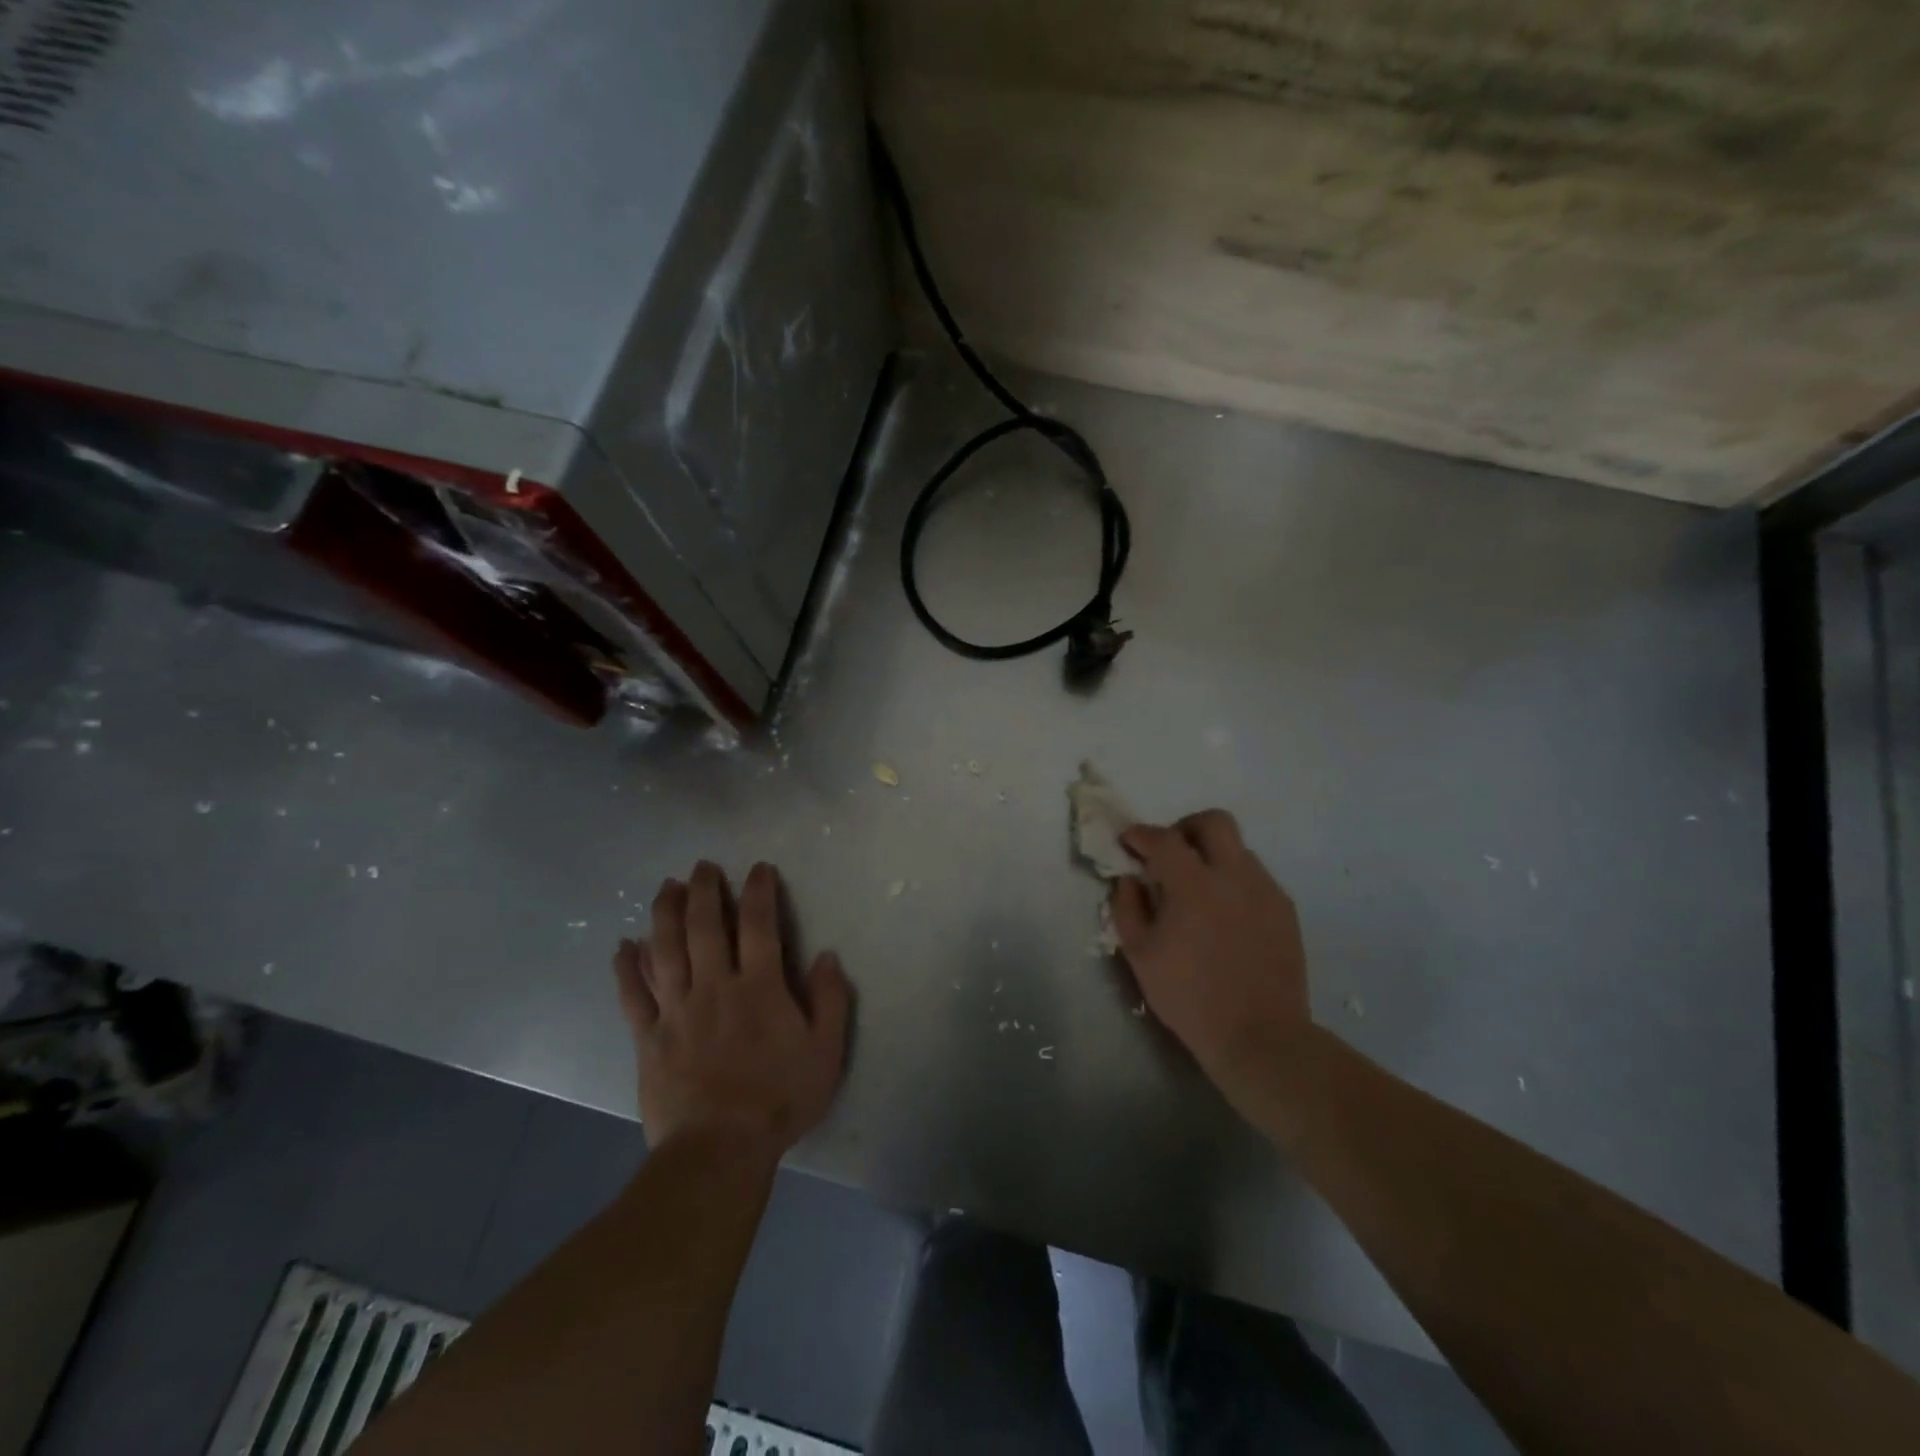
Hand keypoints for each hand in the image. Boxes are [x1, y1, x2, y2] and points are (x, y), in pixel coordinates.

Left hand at [614, 861, 851, 1162]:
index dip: (759, 891)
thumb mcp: (826, 1051)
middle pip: (705, 926)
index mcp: (760, 986)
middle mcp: (716, 986)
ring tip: (667, 886)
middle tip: (703, 866)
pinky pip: (633, 995)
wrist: (719, 1149)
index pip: (759, 924)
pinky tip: (623, 946)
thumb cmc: (779, 1098)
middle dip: (705, 890)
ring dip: (665, 913)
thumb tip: (825, 955)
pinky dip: (626, 968)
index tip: (758, 868)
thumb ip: (830, 999)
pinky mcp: (649, 1037)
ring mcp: (677, 1010)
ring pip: (666, 949)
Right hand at [1109, 811, 1316, 1119]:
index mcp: (1193, 884)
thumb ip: (1128, 909)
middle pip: (1213, 822)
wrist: (1260, 1036)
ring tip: (1198, 890)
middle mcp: (1234, 875)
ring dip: (1212, 856)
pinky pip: (1255, 878)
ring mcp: (1265, 890)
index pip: (1164, 839)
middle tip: (1170, 854)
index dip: (1141, 835)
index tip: (1128, 842)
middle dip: (1185, 828)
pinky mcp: (1285, 910)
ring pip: (1238, 849)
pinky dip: (1233, 882)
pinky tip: (1224, 915)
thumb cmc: (1190, 997)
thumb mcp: (1140, 956)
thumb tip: (1129, 880)